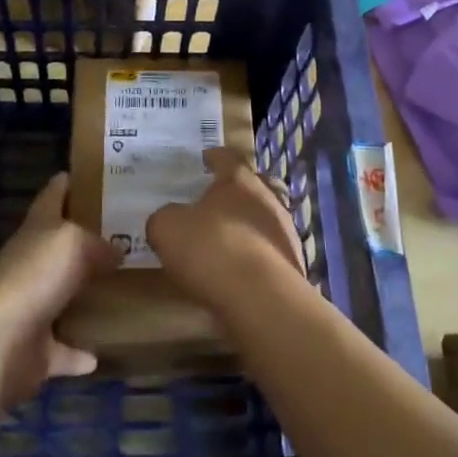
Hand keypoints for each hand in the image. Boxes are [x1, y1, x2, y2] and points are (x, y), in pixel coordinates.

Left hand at [0, 173, 119, 406]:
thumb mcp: (73, 241)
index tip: (96, 175)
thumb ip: (98, 243)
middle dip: (88, 242)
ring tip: (122, 291)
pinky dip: (79, 353)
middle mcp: (30, 264)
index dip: (70, 182)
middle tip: (128, 237)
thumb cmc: (34, 276)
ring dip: (84, 298)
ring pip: (62, 298)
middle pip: (60, 247)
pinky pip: (63, 351)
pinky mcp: (34, 350)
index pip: (53, 195)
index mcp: (37, 229)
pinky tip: (102, 353)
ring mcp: (30, 308)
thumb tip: (116, 253)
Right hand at [146, 148, 305, 312]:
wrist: (261, 299)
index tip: (205, 158)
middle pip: (254, 184)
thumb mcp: (167, 229)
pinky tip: (240, 270)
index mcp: (238, 179)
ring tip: (228, 240)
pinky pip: (269, 250)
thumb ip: (165, 218)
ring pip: (265, 218)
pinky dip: (256, 254)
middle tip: (218, 200)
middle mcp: (267, 197)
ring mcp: (285, 231)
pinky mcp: (292, 263)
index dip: (214, 157)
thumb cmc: (212, 249)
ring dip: (248, 225)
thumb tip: (167, 219)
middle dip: (237, 190)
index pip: (227, 157)